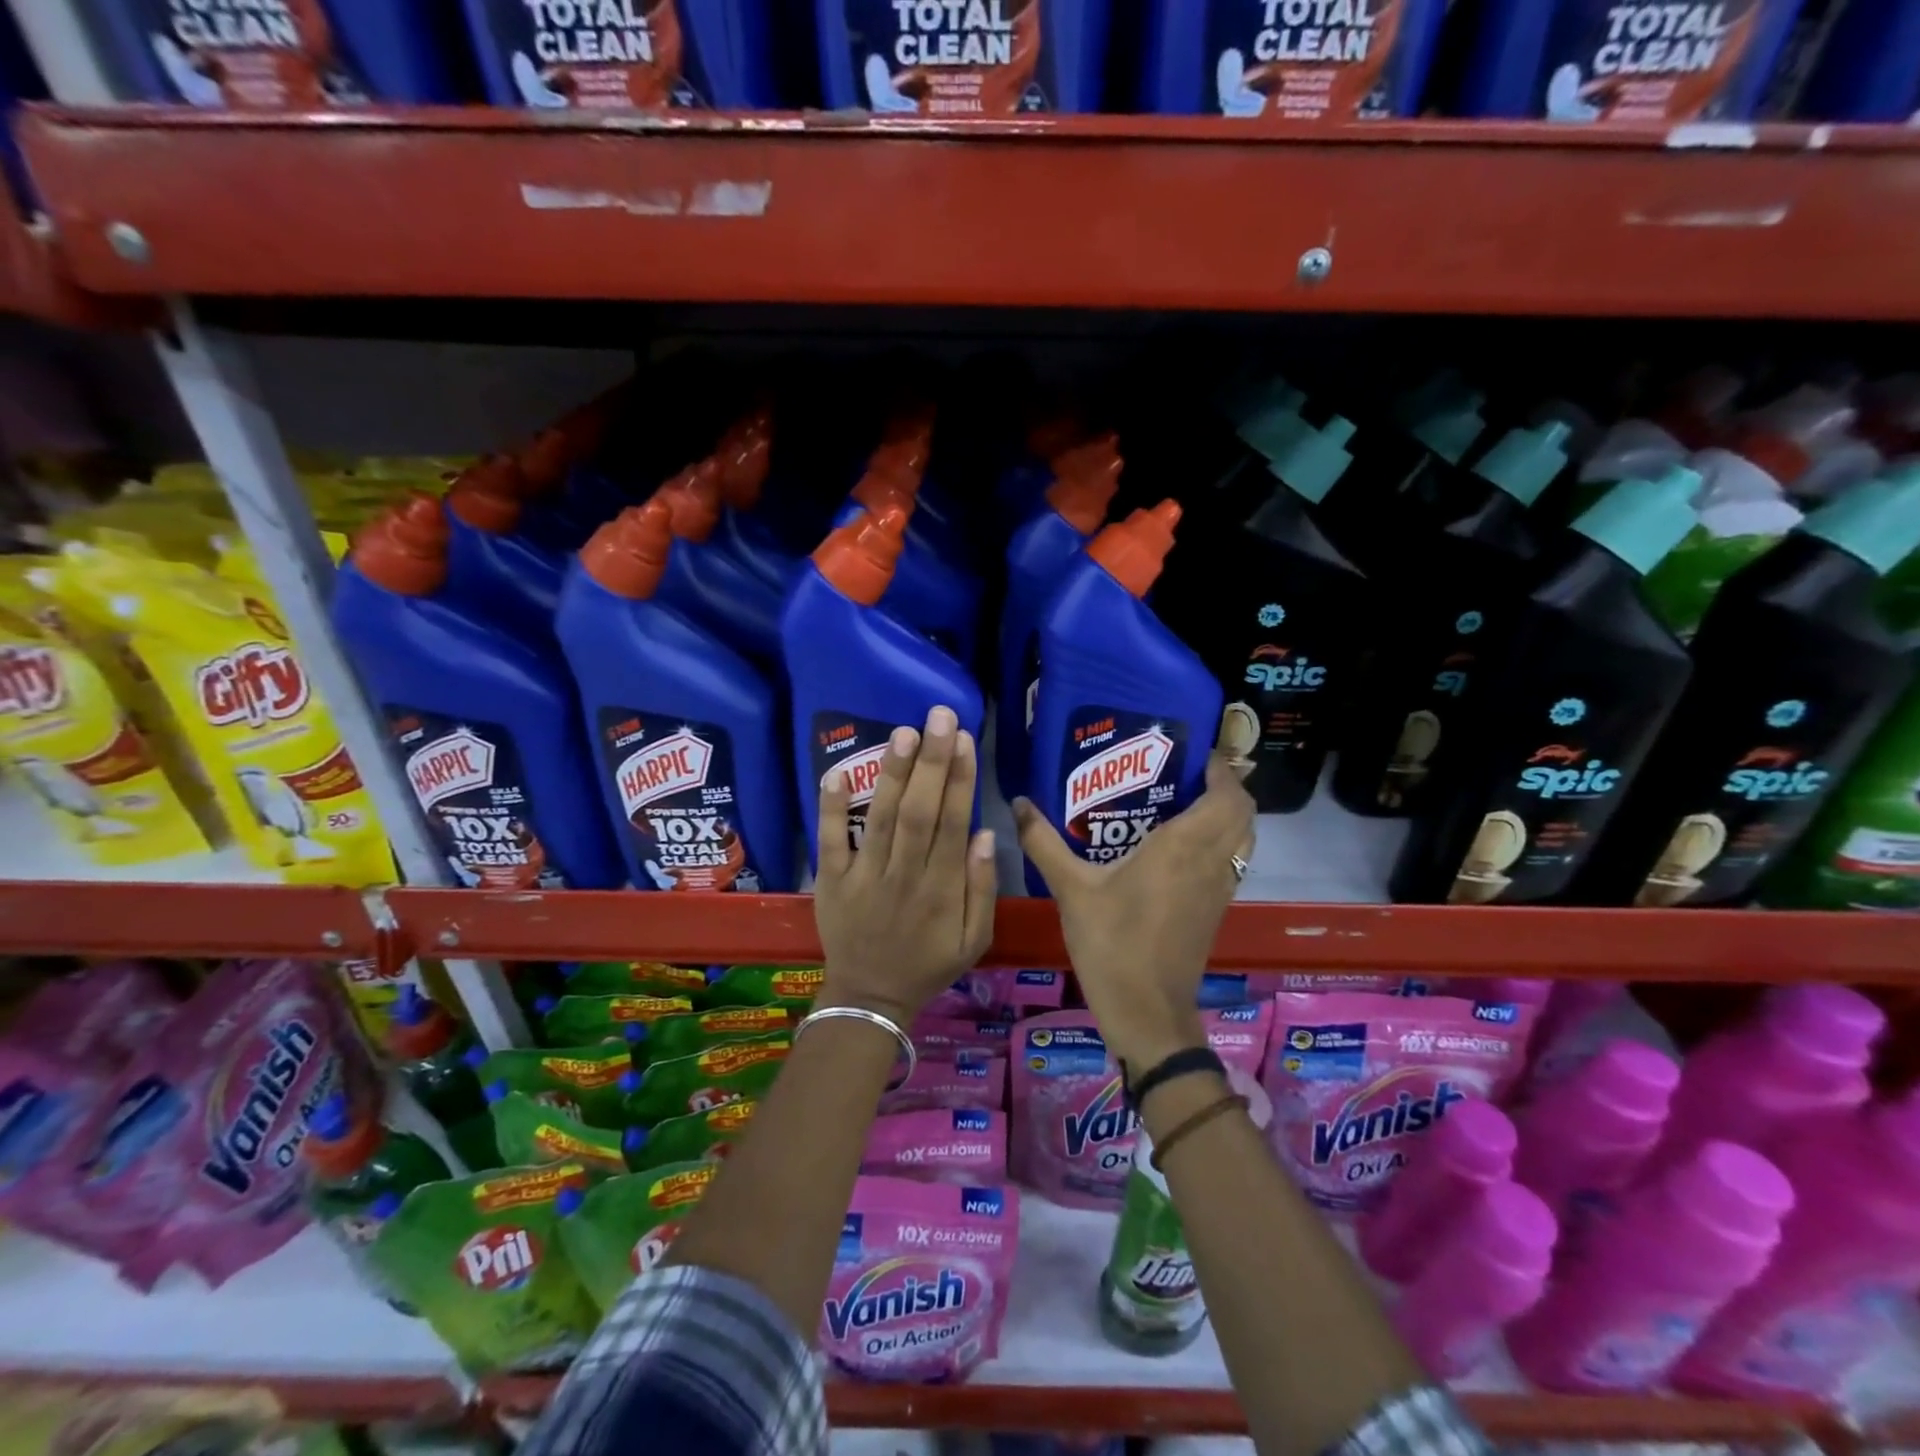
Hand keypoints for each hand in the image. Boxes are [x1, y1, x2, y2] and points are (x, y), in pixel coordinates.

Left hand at [814, 705, 996, 1025]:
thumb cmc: (928, 964)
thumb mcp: (974, 940)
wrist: (870, 998)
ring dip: (892, 773)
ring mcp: (863, 876)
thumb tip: (984, 834)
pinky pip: (830, 840)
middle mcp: (904, 874)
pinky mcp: (831, 880)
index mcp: (941, 888)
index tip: (965, 740)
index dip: (960, 780)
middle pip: (920, 811)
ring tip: (903, 732)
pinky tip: (837, 772)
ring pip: (881, 818)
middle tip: (940, 717)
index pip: (953, 822)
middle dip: (931, 761)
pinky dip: (831, 807)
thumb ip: (982, 888)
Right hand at [1014, 751, 1253, 1072]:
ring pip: (1243, 837)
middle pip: (1243, 811)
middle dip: (1225, 785)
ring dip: (1227, 814)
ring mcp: (1219, 888)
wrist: (1146, 1011)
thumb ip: (1044, 842)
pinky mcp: (1216, 909)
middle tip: (1184, 773)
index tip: (1194, 752)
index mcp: (1184, 846)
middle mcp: (1211, 861)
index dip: (1222, 769)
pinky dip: (1221, 840)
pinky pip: (1232, 860)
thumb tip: (1019, 802)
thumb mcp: (1071, 889)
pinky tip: (1180, 845)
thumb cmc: (1112, 943)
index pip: (1228, 795)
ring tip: (1184, 801)